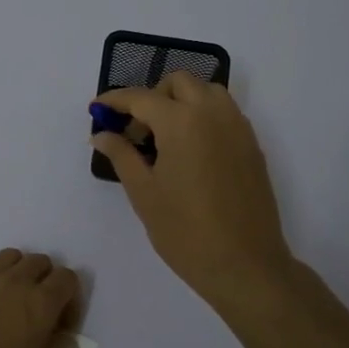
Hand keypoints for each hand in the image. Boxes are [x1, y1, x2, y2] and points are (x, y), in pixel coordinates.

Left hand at [0, 249, 82, 347]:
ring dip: (19, 272)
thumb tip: (67, 341)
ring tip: (13, 301)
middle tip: (39, 312)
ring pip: (12, 257)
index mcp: (40, 302)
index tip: (62, 324)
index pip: (67, 278)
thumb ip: (51, 345)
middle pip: (40, 262)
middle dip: (46, 282)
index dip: (70, 299)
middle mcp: (15, 282)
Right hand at [91, 73, 294, 309]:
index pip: (141, 97)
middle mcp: (213, 113)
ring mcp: (238, 127)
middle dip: (152, 95)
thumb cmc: (185, 232)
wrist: (245, 265)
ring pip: (207, 91)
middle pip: (179, 82)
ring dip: (181, 100)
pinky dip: (202, 115)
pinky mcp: (252, 145)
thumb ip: (121, 155)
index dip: (114, 100)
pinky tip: (189, 150)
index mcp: (182, 122)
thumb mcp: (144, 193)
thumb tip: (102, 133)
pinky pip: (224, 112)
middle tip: (136, 129)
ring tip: (164, 137)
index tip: (97, 108)